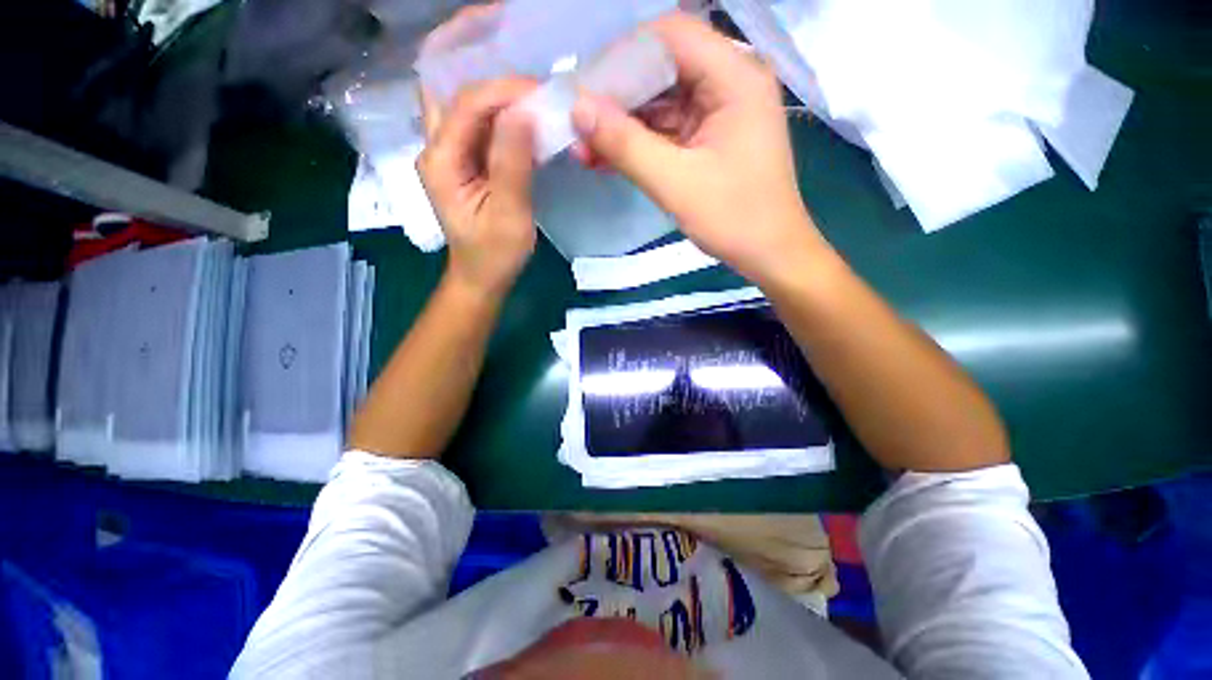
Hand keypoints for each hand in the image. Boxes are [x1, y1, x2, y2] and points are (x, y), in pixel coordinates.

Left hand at [418, 78, 538, 297]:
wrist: (482, 277)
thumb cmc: (495, 254)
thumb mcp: (508, 214)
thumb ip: (512, 163)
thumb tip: (523, 112)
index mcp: (440, 161)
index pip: (467, 105)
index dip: (504, 91)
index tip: (543, 93)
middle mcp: (436, 150)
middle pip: (461, 98)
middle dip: (499, 89)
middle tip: (537, 95)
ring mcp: (448, 156)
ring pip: (470, 110)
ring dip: (502, 103)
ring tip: (536, 106)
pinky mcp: (463, 164)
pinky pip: (480, 130)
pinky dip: (504, 123)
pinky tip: (526, 127)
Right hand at [571, 12, 827, 283]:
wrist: (770, 254)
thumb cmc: (734, 219)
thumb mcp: (675, 183)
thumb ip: (626, 144)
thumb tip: (578, 108)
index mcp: (735, 77)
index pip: (669, 36)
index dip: (622, 56)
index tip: (585, 90)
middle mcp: (730, 82)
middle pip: (662, 68)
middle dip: (617, 98)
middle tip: (578, 124)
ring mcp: (720, 111)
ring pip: (660, 103)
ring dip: (622, 125)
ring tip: (584, 148)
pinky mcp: (710, 138)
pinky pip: (667, 130)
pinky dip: (638, 143)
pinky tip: (607, 158)